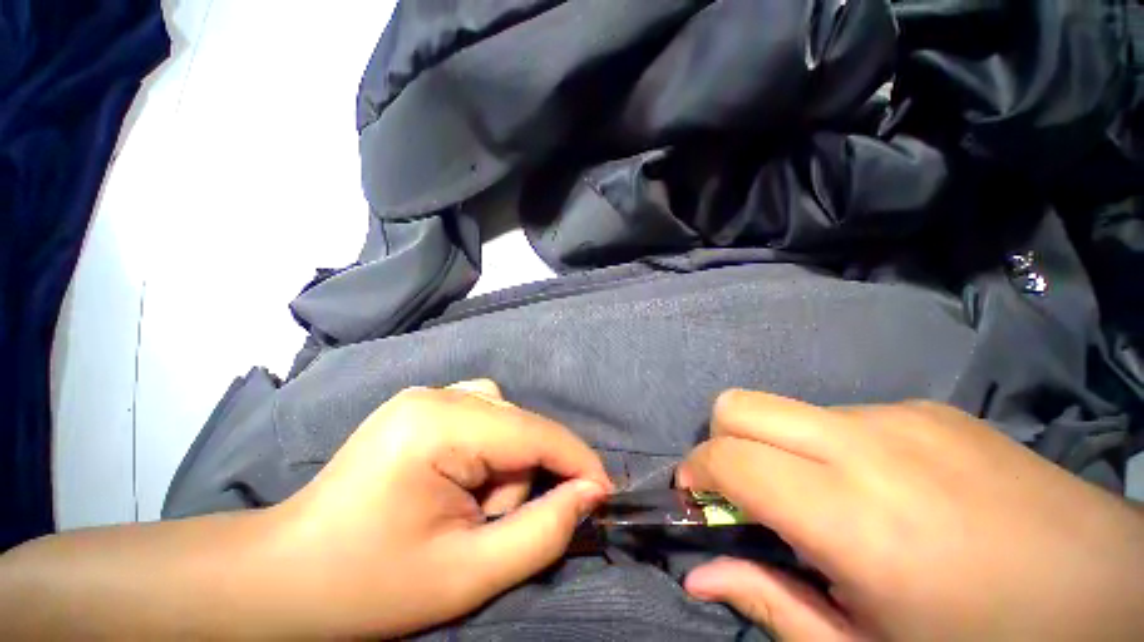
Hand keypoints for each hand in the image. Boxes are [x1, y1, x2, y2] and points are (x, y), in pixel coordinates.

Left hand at [263, 380, 612, 637]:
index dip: (577, 461)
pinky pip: (485, 415)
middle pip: (520, 426)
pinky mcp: (426, 405)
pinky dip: (491, 449)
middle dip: (526, 477)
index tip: (605, 495)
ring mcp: (429, 395)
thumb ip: (540, 532)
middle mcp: (438, 395)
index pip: (534, 433)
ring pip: (506, 418)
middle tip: (492, 526)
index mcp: (441, 424)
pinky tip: (464, 479)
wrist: (283, 574)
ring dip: (506, 466)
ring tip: (469, 508)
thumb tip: (589, 494)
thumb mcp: (464, 575)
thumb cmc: (365, 586)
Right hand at [676, 391, 1143, 640]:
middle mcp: (867, 444)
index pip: (728, 457)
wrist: (1114, 593)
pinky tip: (882, 490)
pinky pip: (841, 415)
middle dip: (721, 440)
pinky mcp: (927, 408)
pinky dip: (830, 446)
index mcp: (853, 515)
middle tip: (743, 489)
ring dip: (778, 447)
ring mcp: (901, 415)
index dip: (695, 470)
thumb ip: (771, 605)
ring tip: (821, 500)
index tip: (695, 496)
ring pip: (788, 409)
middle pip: (739, 404)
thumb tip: (696, 575)